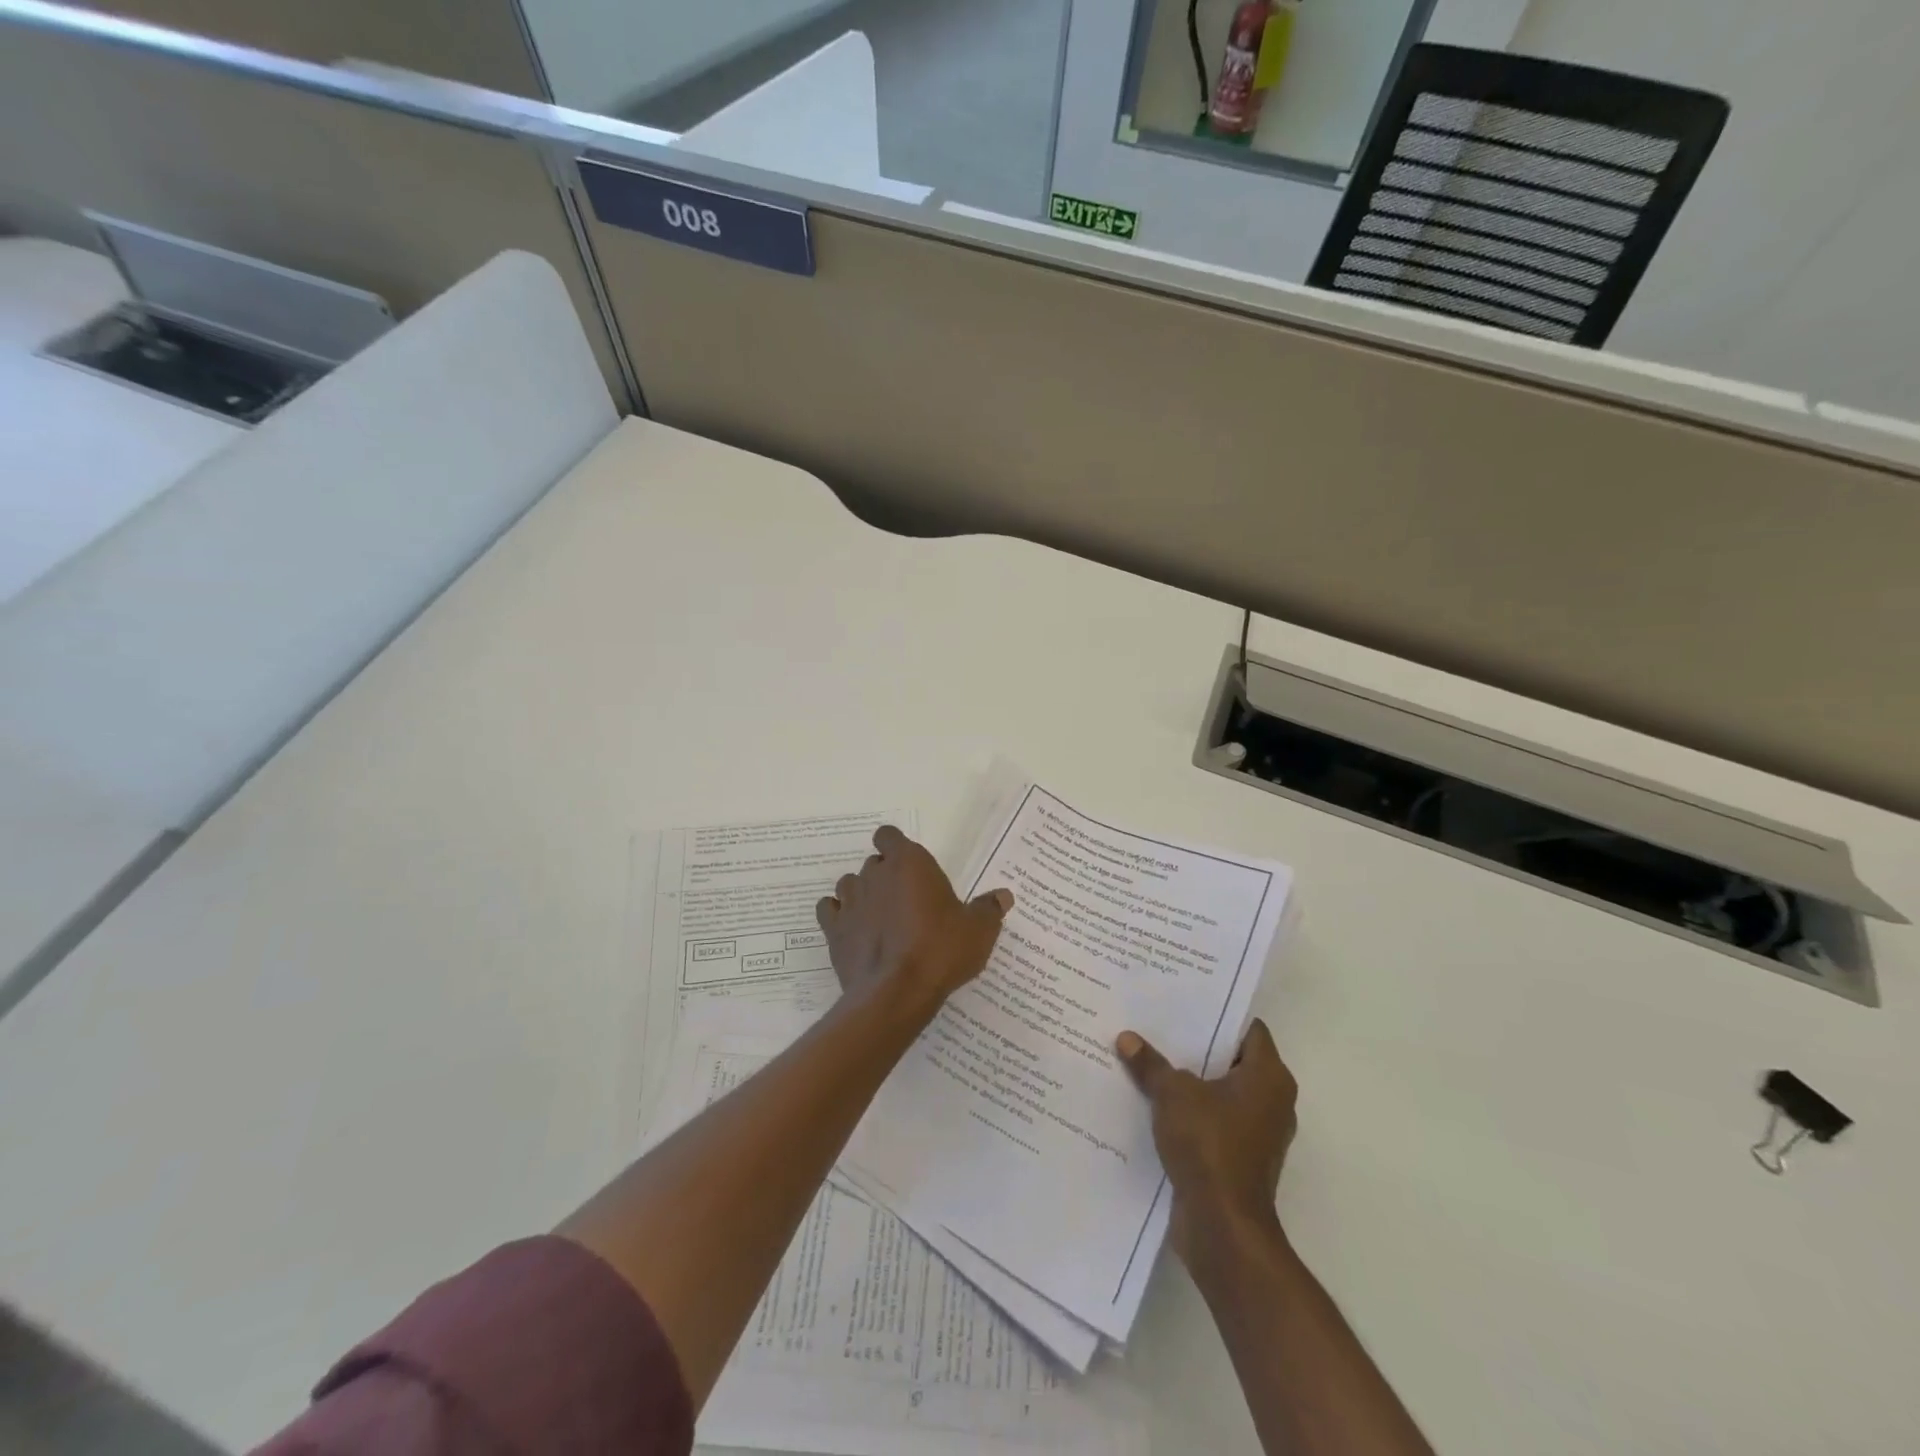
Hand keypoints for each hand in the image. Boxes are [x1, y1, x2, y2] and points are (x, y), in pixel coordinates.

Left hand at [817, 826, 1012, 1012]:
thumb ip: (989, 909)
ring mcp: (850, 901)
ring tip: (880, 918)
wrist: (896, 993)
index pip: (889, 836)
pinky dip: (840, 916)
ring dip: (862, 895)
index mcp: (909, 862)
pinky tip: (854, 931)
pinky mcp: (833, 929)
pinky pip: (830, 911)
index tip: (909, 867)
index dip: (895, 847)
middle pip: (874, 863)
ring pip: (850, 884)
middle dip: (886, 876)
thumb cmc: (940, 951)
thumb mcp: (978, 931)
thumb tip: (1003, 896)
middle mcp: (875, 873)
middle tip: (906, 902)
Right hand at [1116, 1020, 1296, 1264]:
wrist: (1223, 1227)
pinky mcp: (1239, 1160)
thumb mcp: (1173, 1094)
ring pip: (1220, 1093)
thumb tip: (1127, 1039)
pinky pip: (1213, 1122)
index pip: (1249, 1029)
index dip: (1218, 1014)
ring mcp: (1257, 1134)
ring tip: (1150, 1059)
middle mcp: (1272, 1101)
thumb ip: (1151, 1064)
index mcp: (1268, 1077)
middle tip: (1158, 1025)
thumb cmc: (1209, 1145)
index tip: (1184, 1003)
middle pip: (1232, 1060)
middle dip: (1197, 1046)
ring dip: (1191, 1082)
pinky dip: (1190, 1113)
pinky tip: (1153, 1103)